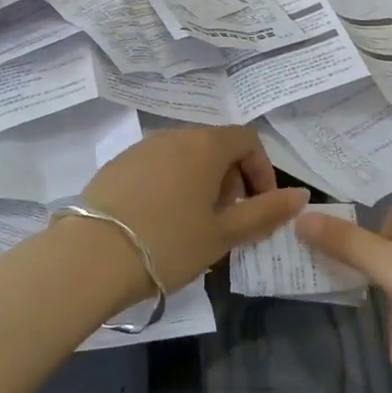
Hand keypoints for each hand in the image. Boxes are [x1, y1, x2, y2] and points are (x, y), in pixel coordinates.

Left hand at [82, 127, 308, 291]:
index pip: (247, 140)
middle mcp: (173, 136)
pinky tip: (160, 222)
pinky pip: (156, 166)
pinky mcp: (116, 165)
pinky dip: (171, 185)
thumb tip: (300, 195)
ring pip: (184, 157)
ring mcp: (140, 148)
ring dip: (201, 183)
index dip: (262, 171)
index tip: (260, 207)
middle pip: (215, 146)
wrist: (91, 257)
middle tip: (229, 220)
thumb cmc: (169, 243)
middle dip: (231, 179)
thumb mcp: (223, 234)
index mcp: (205, 145)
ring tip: (195, 225)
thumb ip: (265, 212)